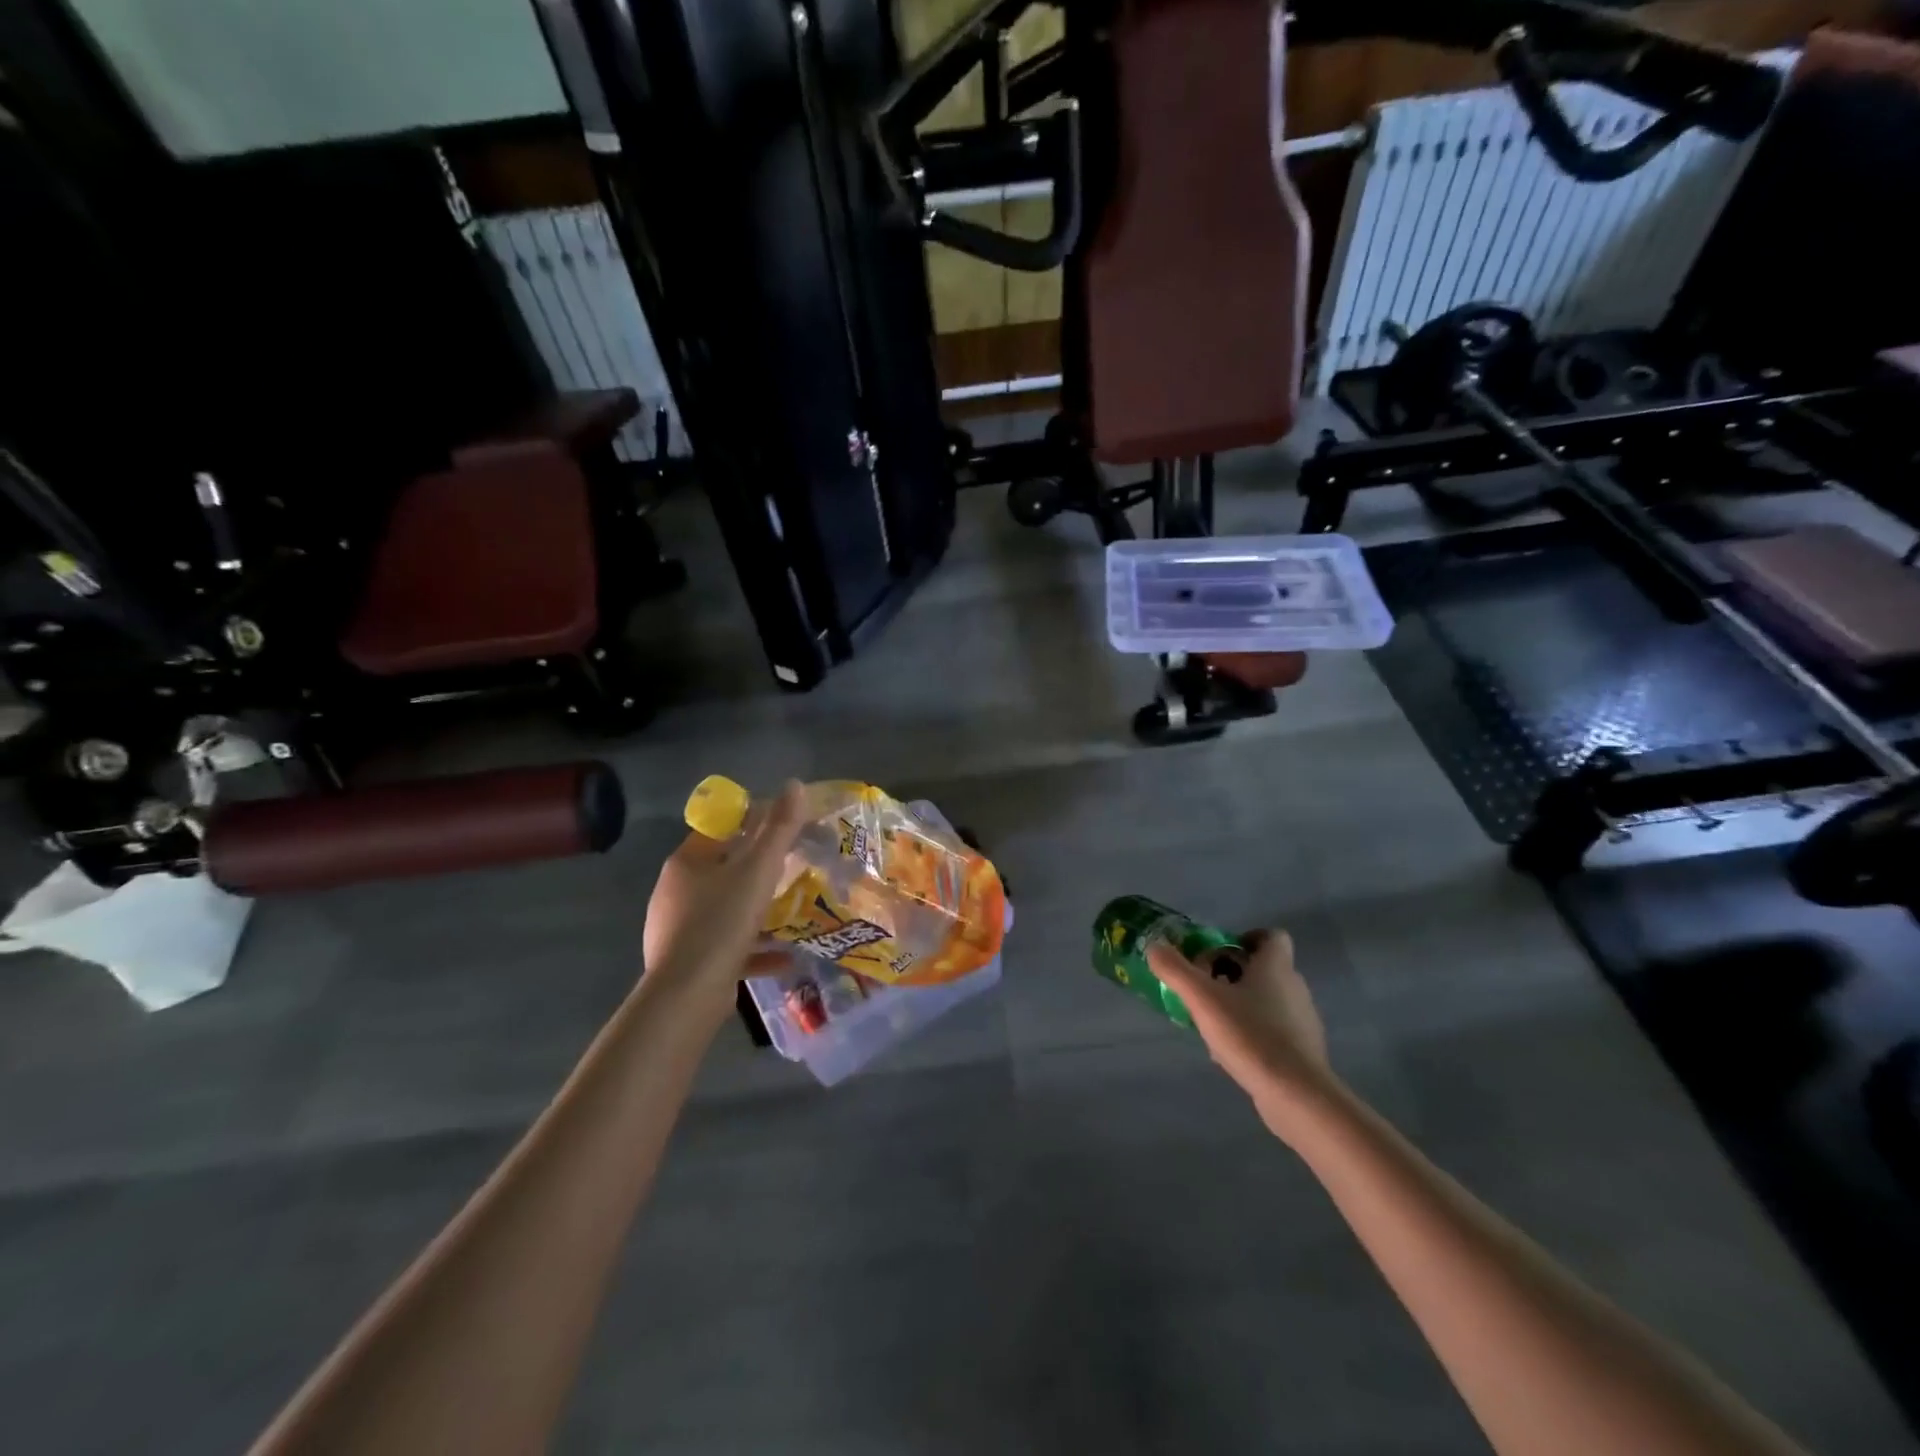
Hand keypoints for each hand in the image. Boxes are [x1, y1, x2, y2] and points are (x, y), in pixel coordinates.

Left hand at [643, 781, 805, 1021]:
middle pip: (723, 870)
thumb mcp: (758, 870)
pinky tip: (786, 958)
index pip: (718, 829)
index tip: (783, 828)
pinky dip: (755, 949)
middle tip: (794, 869)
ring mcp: (679, 930)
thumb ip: (779, 828)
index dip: (750, 823)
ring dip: (758, 911)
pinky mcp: (689, 963)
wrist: (688, 995)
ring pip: (725, 911)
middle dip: (758, 870)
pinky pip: (728, 948)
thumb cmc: (722, 921)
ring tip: (793, 911)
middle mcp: (676, 892)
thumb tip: (795, 784)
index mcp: (686, 863)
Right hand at [1147, 930, 1334, 1136]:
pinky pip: (1273, 1030)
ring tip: (1212, 1023)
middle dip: (1233, 974)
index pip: (1272, 936)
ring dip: (1240, 1004)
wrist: (1296, 1095)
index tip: (1220, 953)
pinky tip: (1230, 1052)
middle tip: (1205, 987)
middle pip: (1264, 969)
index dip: (1246, 938)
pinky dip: (1252, 1033)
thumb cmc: (1250, 1034)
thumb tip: (1155, 946)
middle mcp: (1295, 987)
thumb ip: (1175, 969)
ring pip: (1267, 1000)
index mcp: (1276, 966)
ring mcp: (1302, 1021)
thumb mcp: (1202, 998)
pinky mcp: (1302, 1051)